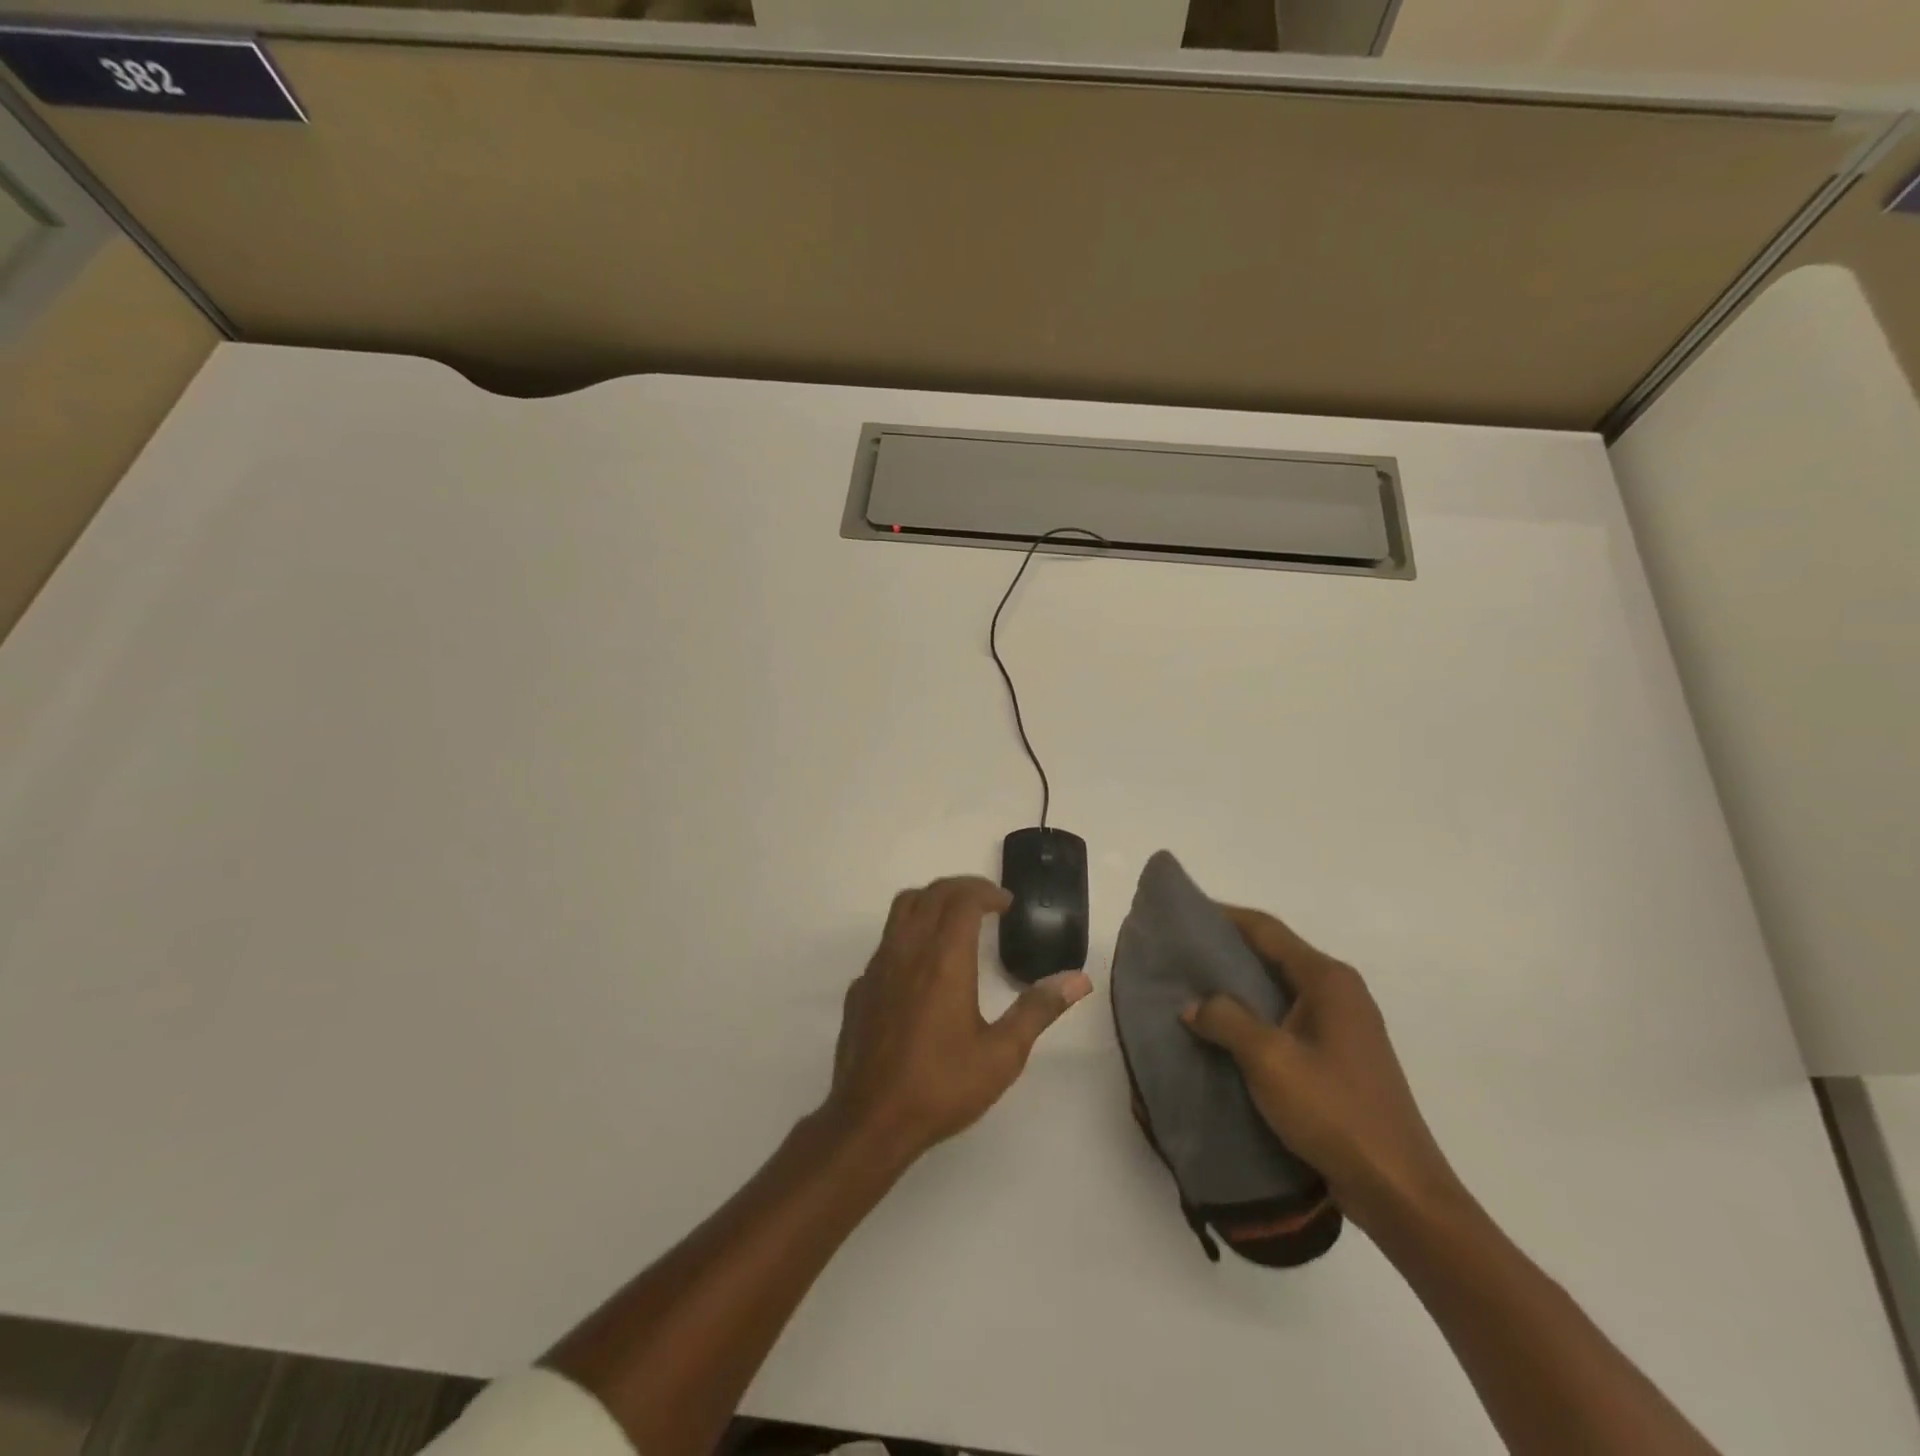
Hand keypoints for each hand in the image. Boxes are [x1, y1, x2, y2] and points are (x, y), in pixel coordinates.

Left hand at [825, 876, 1092, 1166]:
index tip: (1006, 904)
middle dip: (960, 888)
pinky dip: (909, 936)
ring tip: (955, 920)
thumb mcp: (1002, 1055)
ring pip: (901, 910)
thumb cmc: (941, 1086)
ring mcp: (877, 967)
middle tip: (986, 903)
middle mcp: (907, 950)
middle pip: (930, 894)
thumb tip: (1078, 980)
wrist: (871, 1121)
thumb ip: (1038, 1010)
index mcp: (944, 959)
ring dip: (931, 902)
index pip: (962, 899)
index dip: (986, 891)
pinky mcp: (860, 988)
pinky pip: (885, 943)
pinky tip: (922, 968)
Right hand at [1182, 905, 1459, 1229]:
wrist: (1399, 1191)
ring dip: (1237, 987)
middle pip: (1272, 954)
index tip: (1183, 912)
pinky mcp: (1338, 1058)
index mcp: (1328, 980)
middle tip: (1178, 953)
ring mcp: (1342, 1026)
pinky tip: (1222, 1033)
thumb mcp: (1270, 1060)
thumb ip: (1227, 1020)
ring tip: (1191, 990)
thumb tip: (1193, 1004)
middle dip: (1226, 951)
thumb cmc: (1335, 1112)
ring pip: (1277, 990)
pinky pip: (1285, 1020)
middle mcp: (1338, 992)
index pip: (1266, 930)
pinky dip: (1252, 1017)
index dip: (1223, 916)